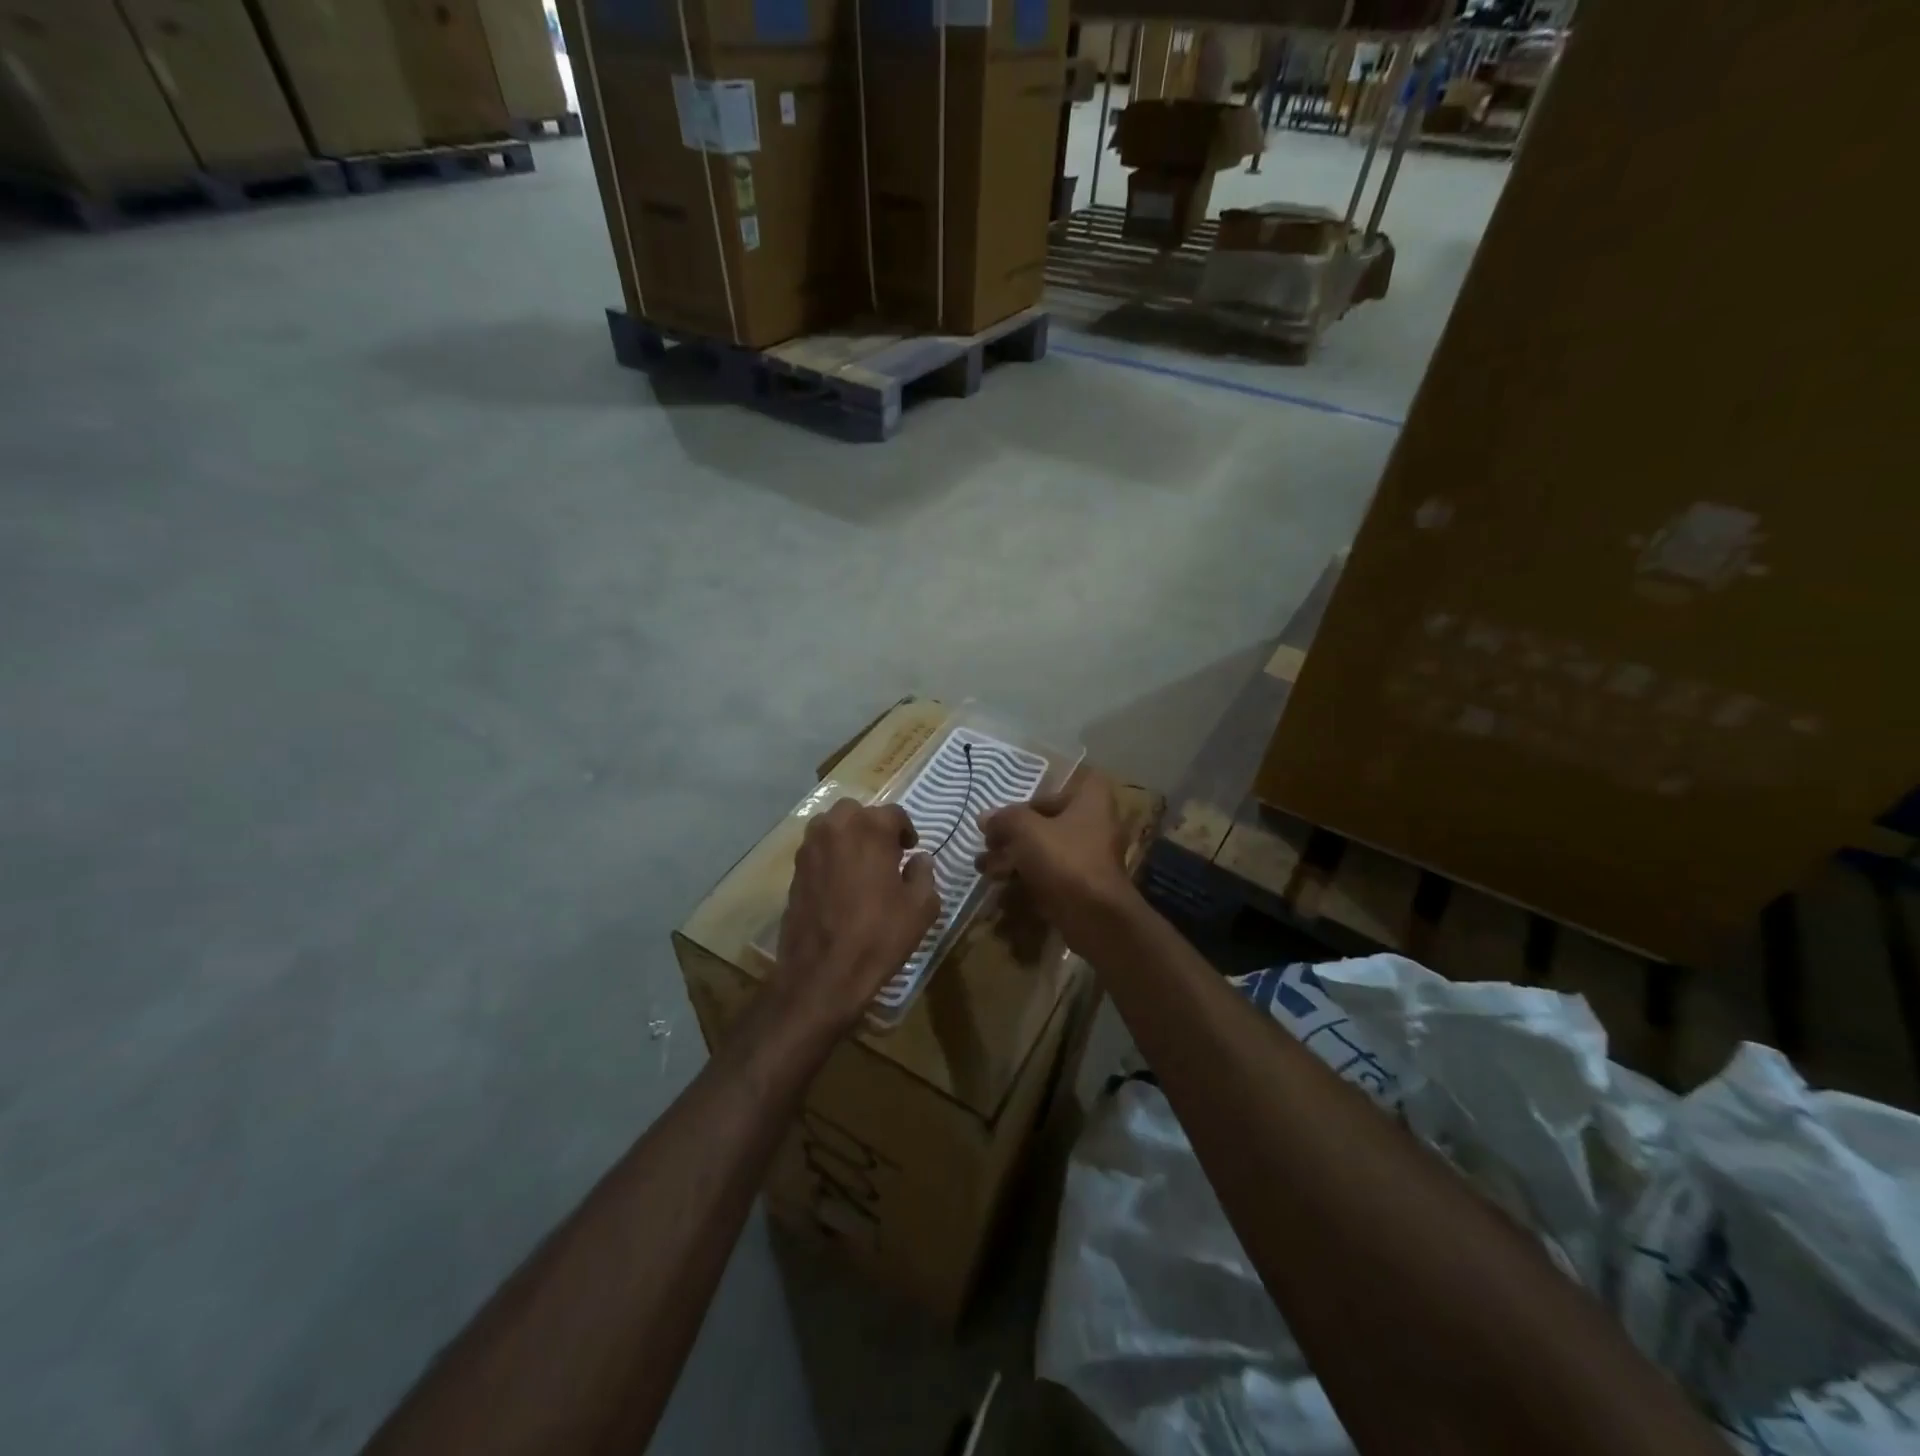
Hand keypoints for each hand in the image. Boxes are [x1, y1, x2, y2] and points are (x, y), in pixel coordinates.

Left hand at [773, 800, 939, 1037]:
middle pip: (857, 812)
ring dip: (848, 836)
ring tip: (861, 865)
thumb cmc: (879, 936)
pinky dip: (831, 856)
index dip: (907, 830)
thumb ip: (924, 874)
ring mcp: (809, 848)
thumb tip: (920, 859)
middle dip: (873, 826)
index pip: (894, 813)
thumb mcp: (921, 908)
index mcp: (870, 829)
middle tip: (886, 854)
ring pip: (831, 826)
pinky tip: (841, 884)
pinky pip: (817, 849)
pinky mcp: (794, 871)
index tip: (911, 850)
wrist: (823, 974)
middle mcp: (836, 828)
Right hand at [977, 771, 1136, 952]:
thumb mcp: (1026, 830)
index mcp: (1091, 801)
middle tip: (987, 846)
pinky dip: (1026, 885)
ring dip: (1013, 861)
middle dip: (1012, 837)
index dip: (1029, 802)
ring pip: (1045, 854)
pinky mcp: (1082, 889)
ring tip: (985, 870)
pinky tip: (1001, 895)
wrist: (1096, 918)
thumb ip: (1004, 819)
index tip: (1007, 816)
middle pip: (1047, 825)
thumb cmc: (1064, 860)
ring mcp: (1090, 860)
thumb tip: (985, 818)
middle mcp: (1095, 826)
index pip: (1057, 792)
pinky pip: (1050, 880)